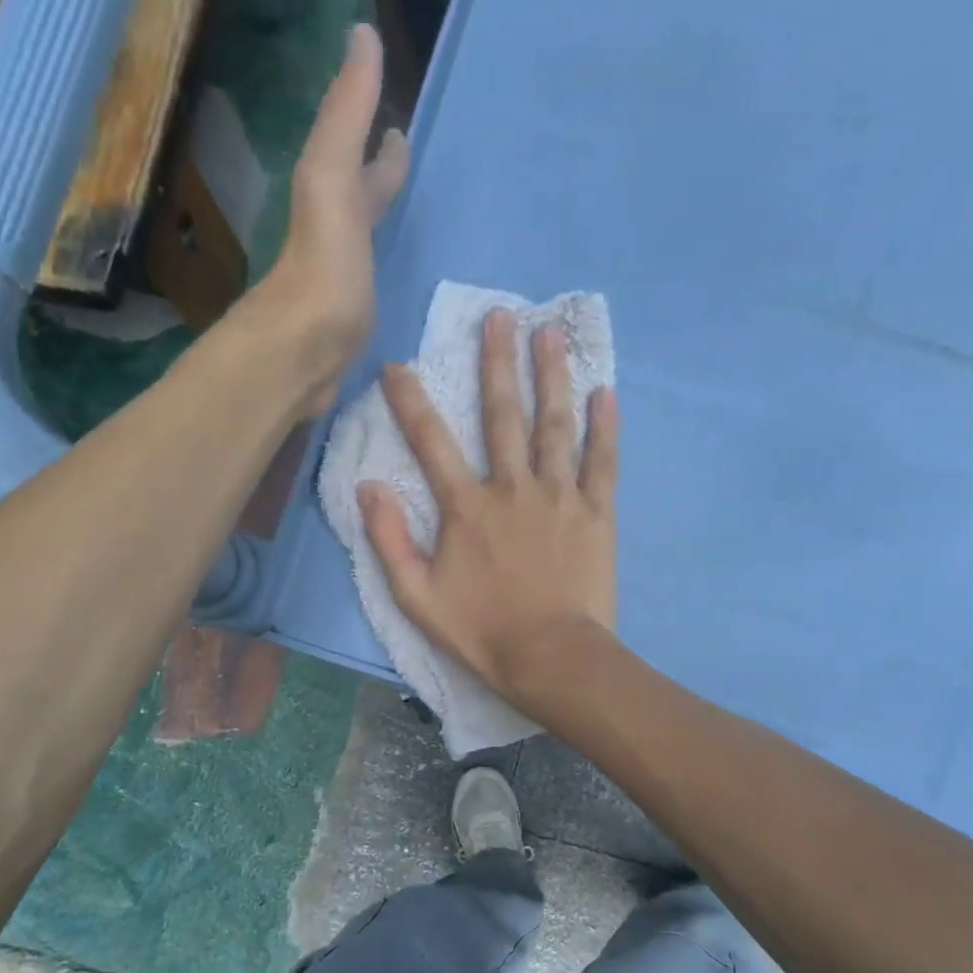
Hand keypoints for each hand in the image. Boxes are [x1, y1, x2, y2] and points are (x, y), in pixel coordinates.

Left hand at [256, 24, 409, 417]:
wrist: (300, 357)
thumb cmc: (322, 270)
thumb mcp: (332, 180)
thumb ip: (346, 116)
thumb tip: (362, 34)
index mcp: (333, 203)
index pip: (360, 161)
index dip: (379, 142)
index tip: (399, 127)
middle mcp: (334, 242)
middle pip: (359, 203)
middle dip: (380, 183)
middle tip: (407, 169)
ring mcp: (342, 290)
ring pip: (366, 249)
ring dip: (383, 233)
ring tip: (410, 229)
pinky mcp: (350, 333)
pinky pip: (374, 294)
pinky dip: (386, 284)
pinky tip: (397, 295)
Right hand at [359, 310, 621, 715]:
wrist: (551, 658)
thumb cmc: (481, 632)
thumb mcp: (416, 597)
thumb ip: (388, 540)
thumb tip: (367, 486)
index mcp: (466, 507)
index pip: (431, 441)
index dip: (410, 401)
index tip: (397, 365)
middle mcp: (512, 488)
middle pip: (502, 414)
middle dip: (497, 362)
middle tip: (500, 314)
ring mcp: (559, 497)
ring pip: (555, 425)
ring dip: (552, 376)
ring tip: (550, 333)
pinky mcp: (597, 514)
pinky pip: (603, 461)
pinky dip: (604, 426)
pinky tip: (605, 392)